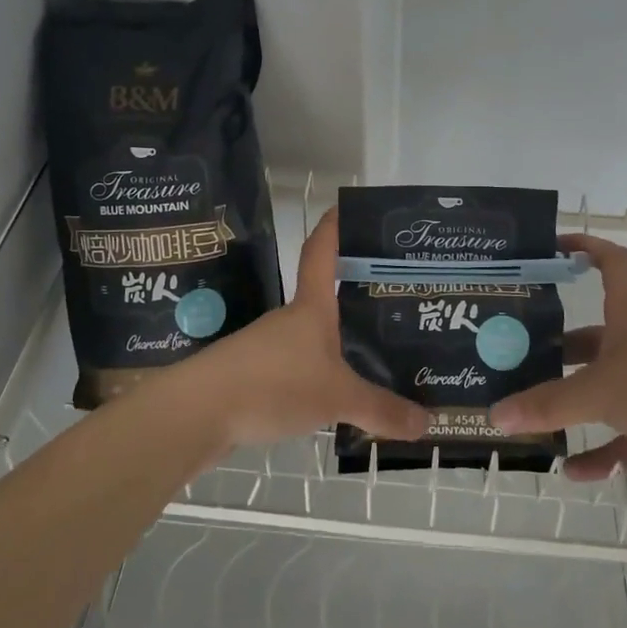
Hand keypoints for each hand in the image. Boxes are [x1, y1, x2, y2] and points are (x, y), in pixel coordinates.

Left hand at [185, 207, 429, 450]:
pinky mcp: (256, 376)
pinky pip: (299, 369)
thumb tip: (428, 422)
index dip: (334, 227)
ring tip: (378, 356)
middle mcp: (290, 319)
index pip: (322, 251)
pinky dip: (322, 377)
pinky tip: (340, 398)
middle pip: (324, 296)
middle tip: (395, 300)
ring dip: (340, 342)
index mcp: (311, 308)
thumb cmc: (272, 384)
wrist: (198, 413)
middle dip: (355, 295)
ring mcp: (269, 347)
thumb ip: (379, 409)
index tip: (347, 206)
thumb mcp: (335, 398)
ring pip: (314, 337)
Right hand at [489, 234, 626, 509]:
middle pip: (595, 336)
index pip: (612, 264)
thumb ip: (547, 405)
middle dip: (558, 348)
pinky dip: (602, 451)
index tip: (553, 247)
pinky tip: (574, 471)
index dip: (586, 247)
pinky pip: (626, 435)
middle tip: (517, 358)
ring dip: (575, 404)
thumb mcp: (601, 393)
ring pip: (607, 388)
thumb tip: (495, 415)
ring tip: (534, 417)